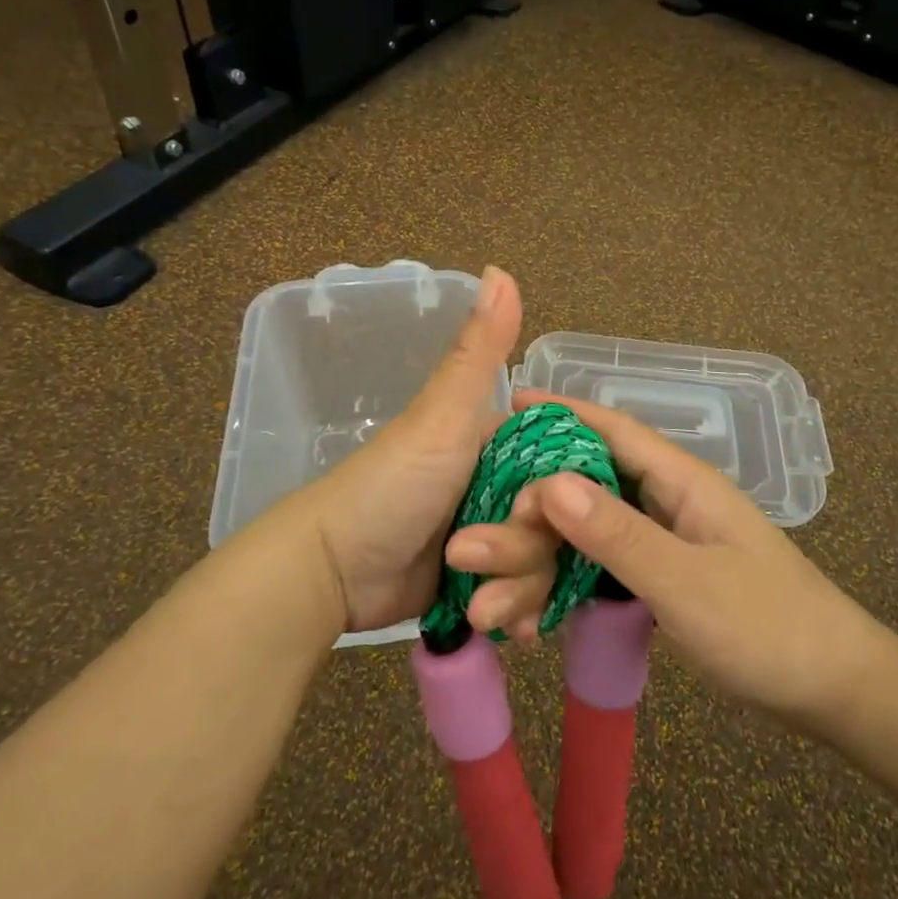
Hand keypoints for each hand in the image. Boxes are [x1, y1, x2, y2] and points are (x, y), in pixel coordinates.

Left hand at [296, 265, 542, 634]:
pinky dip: (514, 612)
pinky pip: (521, 597)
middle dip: (525, 553)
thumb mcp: (440, 417)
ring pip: (543, 566)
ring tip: (477, 606)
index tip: (541, 513)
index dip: (565, 495)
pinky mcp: (479, 581)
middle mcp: (503, 485)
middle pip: (559, 524)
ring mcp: (491, 536)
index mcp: (502, 442)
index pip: (566, 467)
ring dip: (514, 589)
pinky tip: (504, 629)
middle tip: (472, 561)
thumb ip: (477, 352)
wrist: (330, 569)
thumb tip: (499, 269)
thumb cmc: (390, 486)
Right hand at [457, 392, 887, 723]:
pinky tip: (534, 611)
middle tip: (476, 523)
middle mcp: (668, 501)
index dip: (561, 413)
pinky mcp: (663, 577)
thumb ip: (618, 534)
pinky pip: (602, 567)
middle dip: (531, 504)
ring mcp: (666, 540)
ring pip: (590, 531)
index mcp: (681, 483)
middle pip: (589, 485)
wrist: (831, 691)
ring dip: (543, 554)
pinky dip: (568, 581)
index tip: (509, 403)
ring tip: (490, 585)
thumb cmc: (767, 628)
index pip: (612, 431)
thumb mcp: (686, 582)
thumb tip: (548, 482)